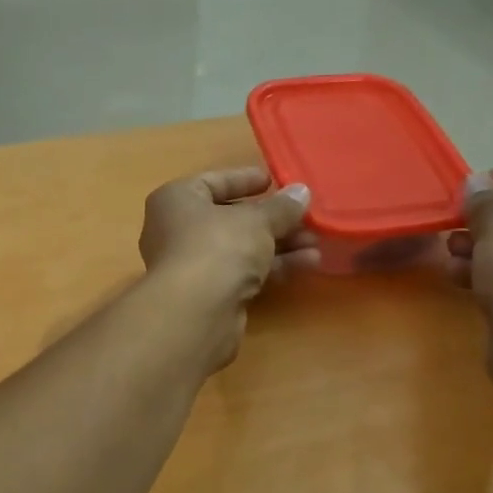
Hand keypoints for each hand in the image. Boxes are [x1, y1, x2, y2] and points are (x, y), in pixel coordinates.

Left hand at [139, 167, 316, 368]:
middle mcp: (177, 230)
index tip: (273, 181)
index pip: (211, 182)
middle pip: (230, 218)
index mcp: (177, 200)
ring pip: (241, 248)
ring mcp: (192, 265)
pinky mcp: (208, 295)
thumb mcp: (257, 220)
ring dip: (278, 245)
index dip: (243, 180)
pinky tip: (307, 264)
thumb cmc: (218, 246)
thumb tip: (302, 192)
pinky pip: (243, 273)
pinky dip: (272, 267)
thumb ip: (281, 207)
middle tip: (305, 217)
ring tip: (315, 243)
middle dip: (271, 219)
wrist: (197, 312)